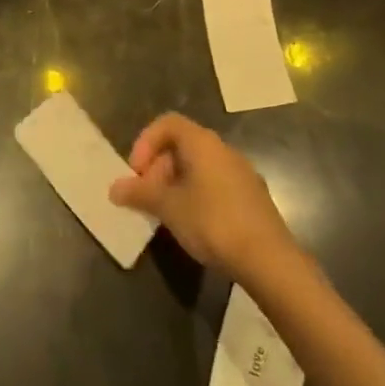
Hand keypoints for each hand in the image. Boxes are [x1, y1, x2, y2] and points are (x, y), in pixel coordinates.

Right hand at [108, 113, 296, 278]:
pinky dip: (196, 195)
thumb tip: (114, 188)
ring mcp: (242, 174)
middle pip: (182, 145)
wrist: (270, 261)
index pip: (167, 123)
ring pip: (199, 167)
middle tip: (147, 196)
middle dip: (158, 167)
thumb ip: (139, 193)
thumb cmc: (212, 222)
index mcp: (203, 143)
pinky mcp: (253, 198)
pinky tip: (192, 224)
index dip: (145, 142)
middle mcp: (224, 150)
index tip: (136, 172)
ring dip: (176, 183)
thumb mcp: (168, 207)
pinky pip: (215, 184)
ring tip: (166, 213)